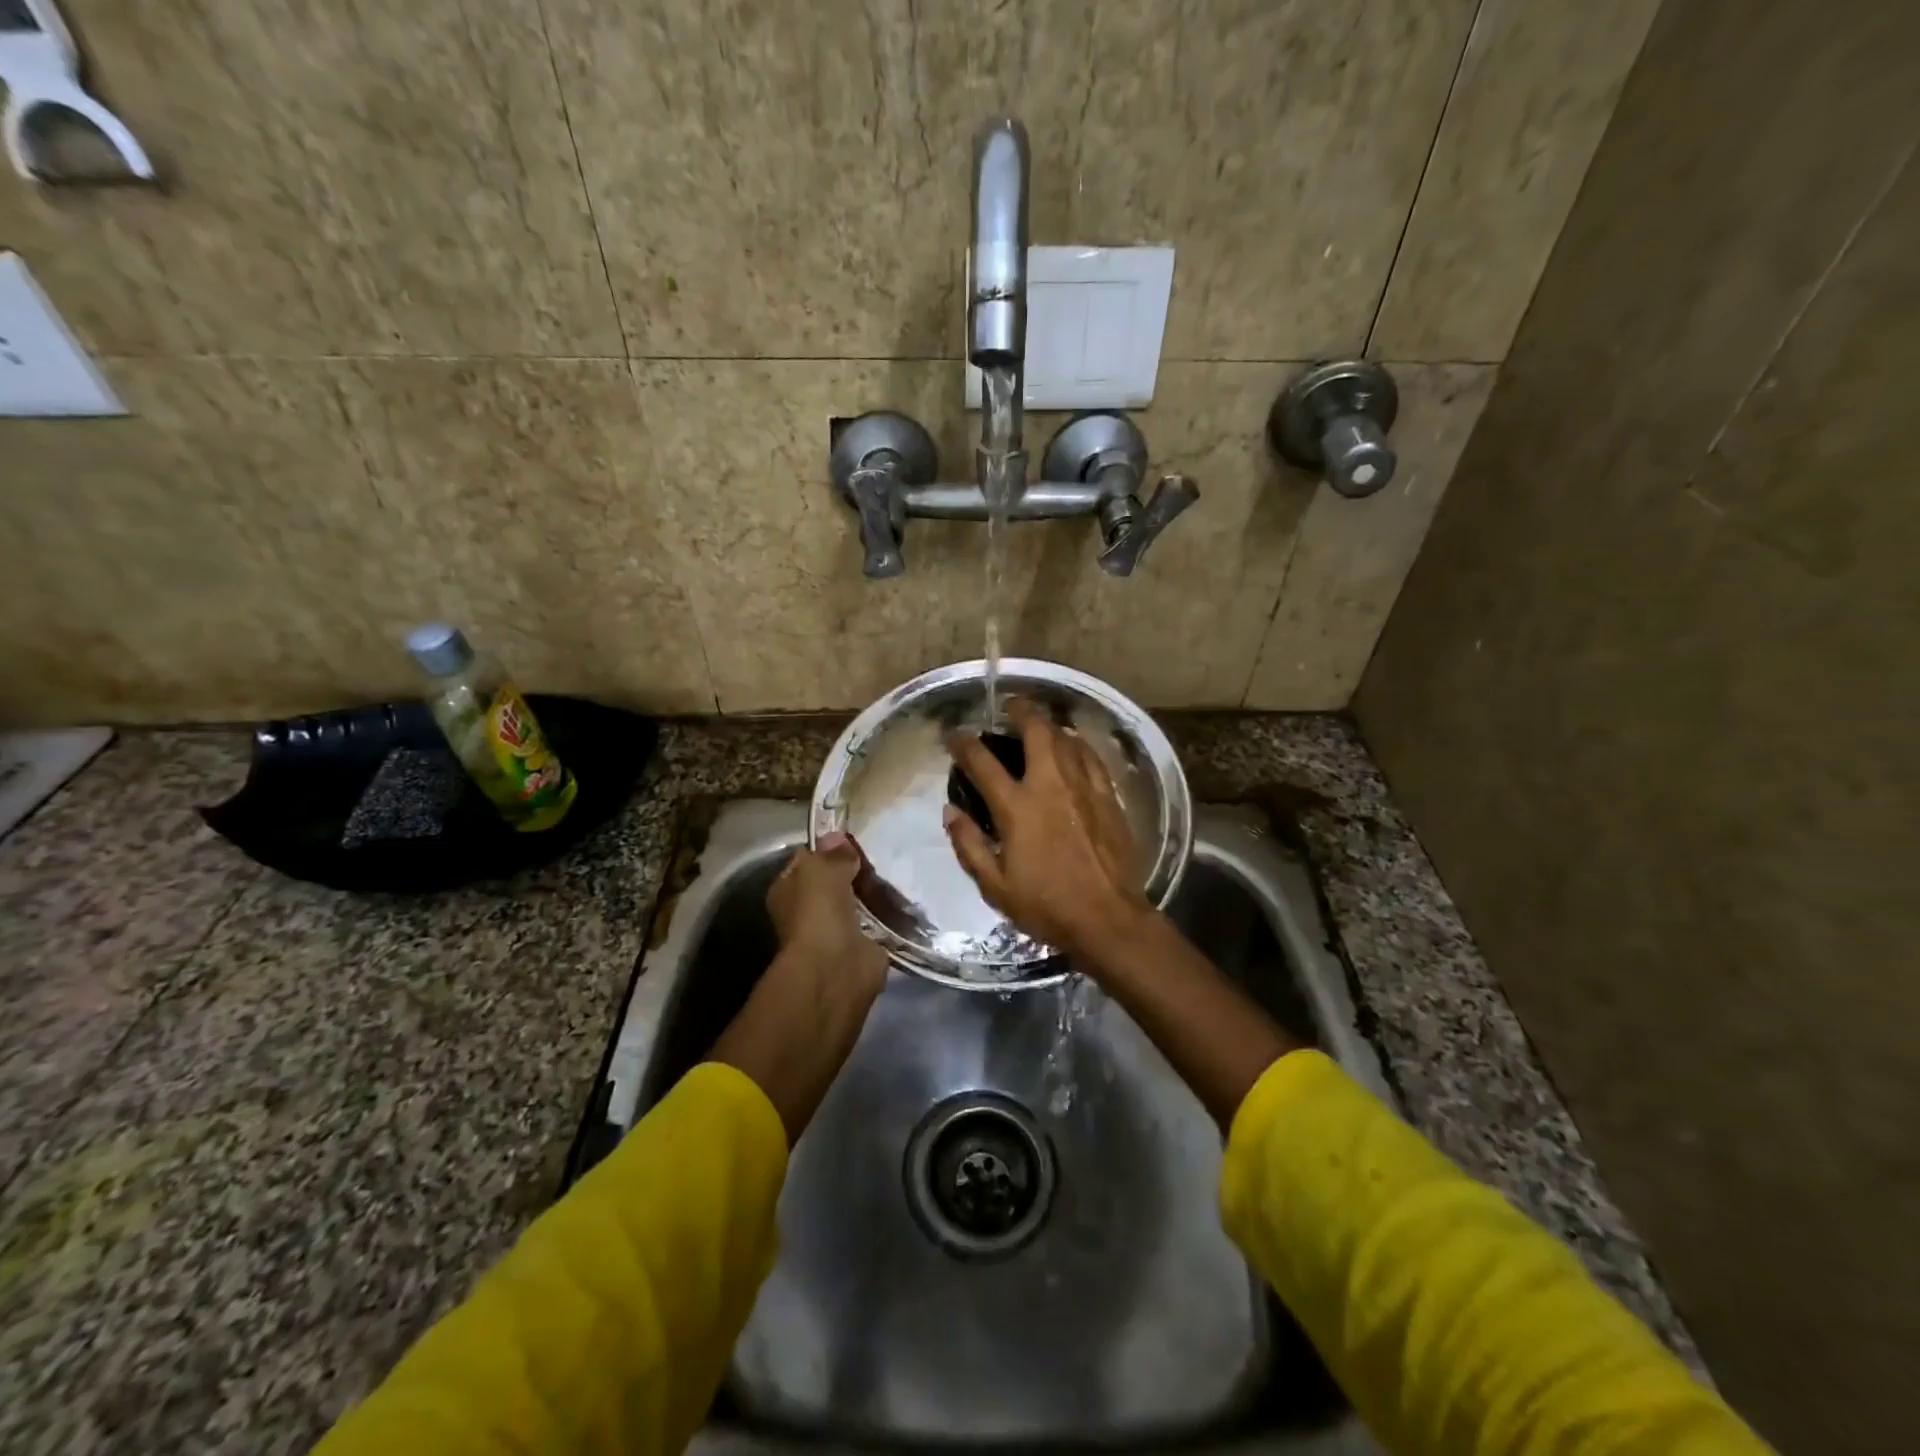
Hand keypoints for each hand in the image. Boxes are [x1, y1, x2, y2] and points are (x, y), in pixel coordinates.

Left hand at [765, 832, 887, 1002]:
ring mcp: (835, 931)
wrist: (836, 968)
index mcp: (788, 890)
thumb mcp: (822, 870)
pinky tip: (904, 899)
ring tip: (896, 870)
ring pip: (856, 902)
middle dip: (853, 871)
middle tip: (881, 852)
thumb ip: (833, 854)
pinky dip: (887, 916)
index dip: (827, 848)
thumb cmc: (818, 913)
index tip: (854, 836)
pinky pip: (876, 923)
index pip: (807, 861)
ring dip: (872, 893)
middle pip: (833, 882)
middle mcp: (807, 911)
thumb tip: (837, 836)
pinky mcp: (862, 947)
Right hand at [944, 700, 1154, 961]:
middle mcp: (1050, 786)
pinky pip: (1092, 757)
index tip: (954, 736)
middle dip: (1019, 709)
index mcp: (1017, 807)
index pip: (982, 762)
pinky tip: (1073, 748)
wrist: (1108, 919)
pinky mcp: (1109, 797)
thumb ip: (969, 845)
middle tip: (1008, 707)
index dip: (964, 743)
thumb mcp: (994, 886)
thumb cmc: (1046, 906)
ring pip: (1066, 738)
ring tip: (1038, 726)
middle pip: (1035, 730)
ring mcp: (1084, 787)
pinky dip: (1077, 745)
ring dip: (1048, 725)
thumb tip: (950, 812)